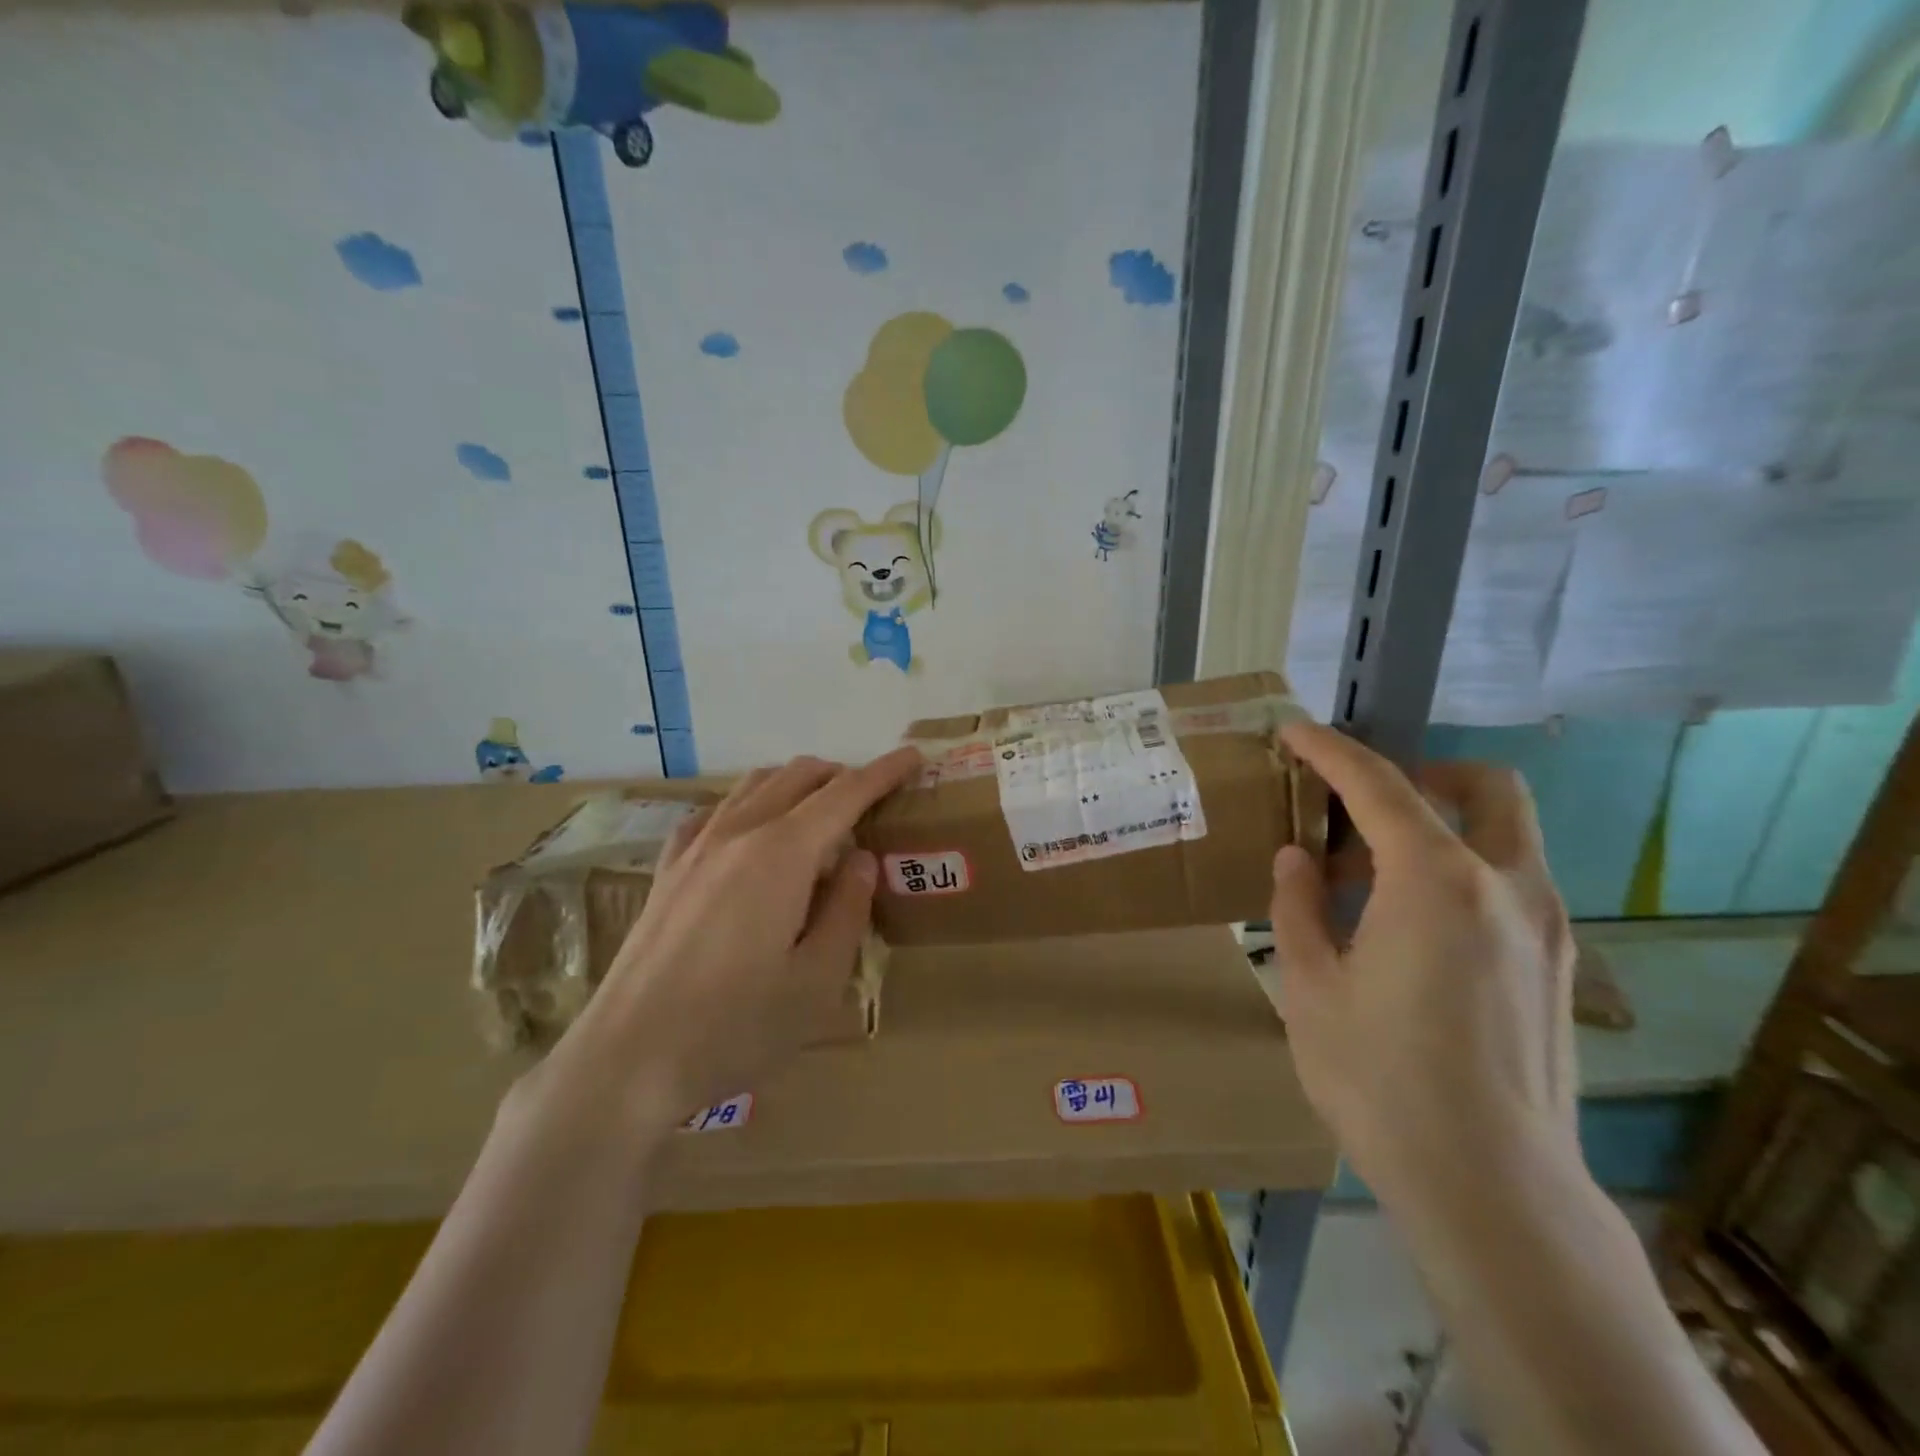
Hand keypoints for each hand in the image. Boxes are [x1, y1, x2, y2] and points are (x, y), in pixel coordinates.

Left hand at [530, 750, 921, 1138]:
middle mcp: (739, 832)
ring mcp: (696, 846)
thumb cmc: (736, 1026)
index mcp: (783, 853)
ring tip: (820, 818)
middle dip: (842, 775)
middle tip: (872, 802)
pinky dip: (750, 805)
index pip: (845, 793)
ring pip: (755, 785)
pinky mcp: (669, 868)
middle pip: (798, 775)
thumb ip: (848, 909)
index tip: (914, 756)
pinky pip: (717, 811)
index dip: (884, 772)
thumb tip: (861, 859)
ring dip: (797, 784)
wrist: (627, 1058)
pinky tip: (753, 836)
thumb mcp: (817, 980)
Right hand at [1268, 720, 1577, 1201]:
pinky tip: (1411, 930)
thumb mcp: (1308, 986)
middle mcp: (1506, 887)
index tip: (1294, 732)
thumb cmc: (1380, 1080)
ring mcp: (1547, 929)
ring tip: (1369, 882)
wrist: (1493, 1189)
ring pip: (1507, 837)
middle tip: (1365, 802)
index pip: (1379, 786)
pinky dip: (1462, 874)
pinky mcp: (1559, 970)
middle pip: (1487, 787)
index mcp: (1435, 881)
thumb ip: (1297, 907)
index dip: (1330, 751)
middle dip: (1425, 773)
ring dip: (1440, 828)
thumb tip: (1298, 860)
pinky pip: (1510, 886)